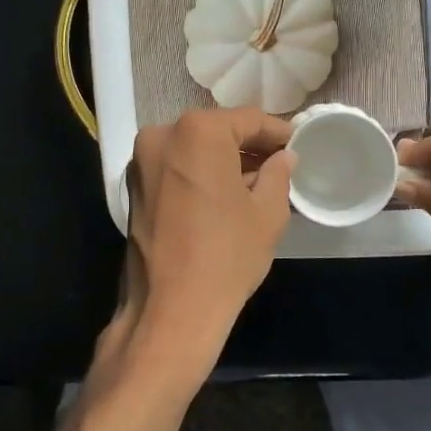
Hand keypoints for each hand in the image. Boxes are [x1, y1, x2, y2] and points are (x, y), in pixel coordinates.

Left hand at [96, 109, 296, 389]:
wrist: (171, 310)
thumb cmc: (226, 255)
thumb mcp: (267, 213)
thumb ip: (277, 174)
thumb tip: (283, 157)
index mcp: (198, 131)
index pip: (248, 120)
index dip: (277, 132)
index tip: (297, 143)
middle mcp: (162, 135)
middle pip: (217, 131)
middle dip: (249, 146)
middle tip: (280, 164)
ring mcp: (141, 161)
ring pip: (194, 149)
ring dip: (223, 160)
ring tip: (256, 182)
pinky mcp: (133, 187)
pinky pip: (176, 167)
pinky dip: (200, 174)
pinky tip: (225, 195)